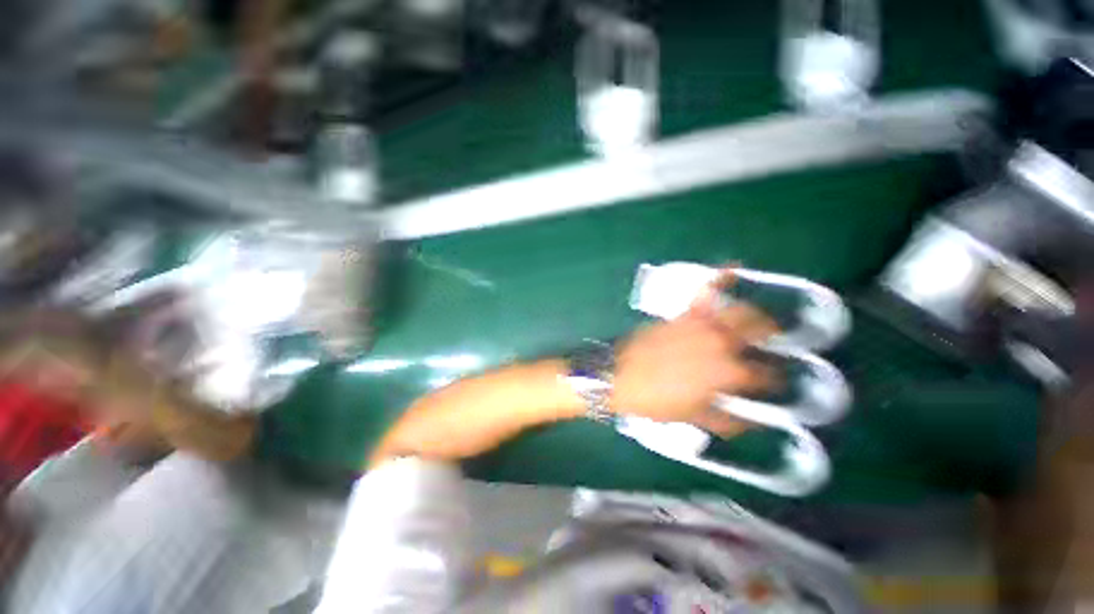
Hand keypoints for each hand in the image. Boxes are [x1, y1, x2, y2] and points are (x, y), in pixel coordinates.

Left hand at [610, 270, 776, 435]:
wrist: (618, 377)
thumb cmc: (655, 401)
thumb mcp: (693, 418)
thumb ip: (726, 420)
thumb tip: (750, 421)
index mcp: (727, 372)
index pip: (764, 374)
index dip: (772, 379)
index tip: (773, 381)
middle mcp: (720, 343)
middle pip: (759, 331)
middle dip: (772, 335)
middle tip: (772, 341)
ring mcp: (700, 324)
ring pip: (739, 310)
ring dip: (755, 312)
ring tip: (758, 317)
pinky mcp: (681, 315)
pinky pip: (703, 292)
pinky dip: (719, 278)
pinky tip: (733, 268)